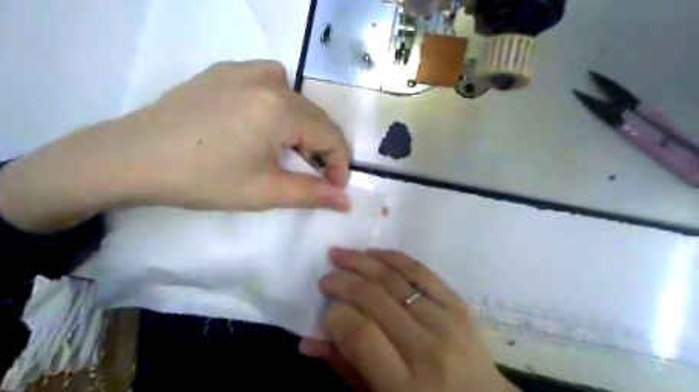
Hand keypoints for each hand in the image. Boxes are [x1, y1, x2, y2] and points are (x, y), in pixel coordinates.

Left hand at [0, 61, 349, 232]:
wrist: (133, 158)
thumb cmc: (204, 180)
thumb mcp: (265, 191)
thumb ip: (313, 194)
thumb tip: (346, 202)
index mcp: (282, 109)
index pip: (332, 136)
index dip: (340, 164)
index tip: (335, 188)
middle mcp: (270, 81)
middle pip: (316, 118)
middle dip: (322, 149)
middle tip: (314, 176)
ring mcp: (246, 70)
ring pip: (296, 100)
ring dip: (303, 127)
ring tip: (289, 151)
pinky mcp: (226, 71)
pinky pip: (270, 80)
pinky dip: (280, 102)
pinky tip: (265, 120)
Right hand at [299, 250, 517, 390]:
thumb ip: (344, 369)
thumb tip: (306, 341)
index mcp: (405, 385)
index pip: (360, 335)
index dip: (335, 317)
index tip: (325, 311)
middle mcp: (427, 349)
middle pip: (375, 299)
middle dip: (342, 282)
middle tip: (325, 278)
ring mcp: (447, 322)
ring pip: (396, 279)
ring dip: (362, 261)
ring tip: (339, 254)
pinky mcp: (458, 305)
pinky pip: (422, 271)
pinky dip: (394, 257)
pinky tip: (373, 253)